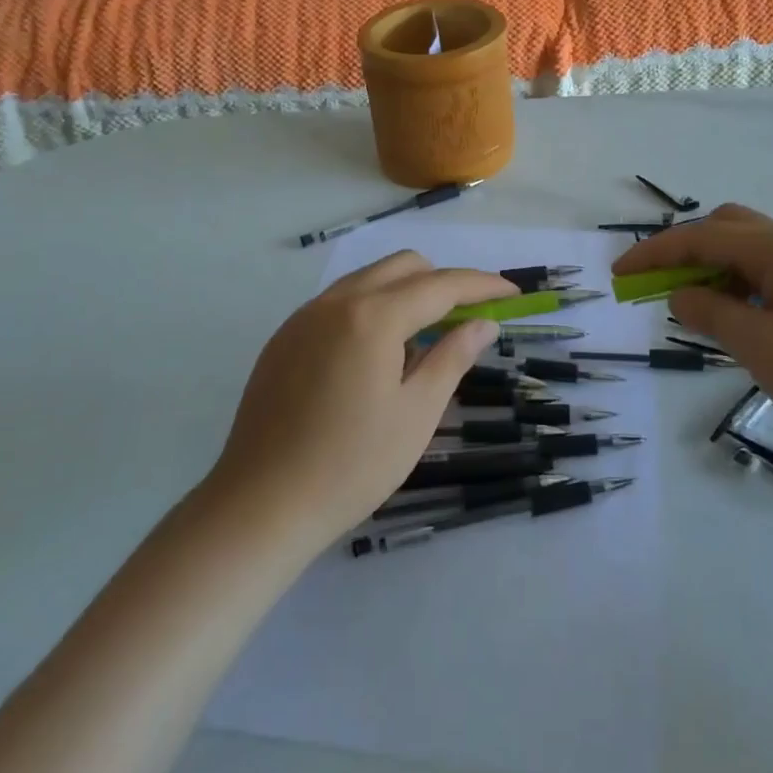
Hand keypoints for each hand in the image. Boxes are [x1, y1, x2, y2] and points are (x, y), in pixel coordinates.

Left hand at [205, 252, 514, 548]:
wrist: (260, 505)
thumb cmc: (351, 465)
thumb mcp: (416, 414)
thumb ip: (452, 357)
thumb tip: (484, 323)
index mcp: (373, 316)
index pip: (441, 285)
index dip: (482, 286)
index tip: (512, 294)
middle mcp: (337, 301)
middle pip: (403, 267)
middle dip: (442, 282)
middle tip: (467, 320)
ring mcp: (305, 316)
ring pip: (369, 279)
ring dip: (405, 293)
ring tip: (423, 339)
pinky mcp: (285, 337)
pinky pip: (339, 302)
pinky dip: (371, 309)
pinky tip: (376, 355)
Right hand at [615, 203, 772, 449]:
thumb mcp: (761, 346)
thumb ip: (711, 314)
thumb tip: (679, 295)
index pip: (700, 238)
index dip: (654, 253)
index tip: (619, 273)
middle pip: (725, 228)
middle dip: (685, 251)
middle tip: (660, 286)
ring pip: (748, 250)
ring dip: (713, 270)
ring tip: (696, 310)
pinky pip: (769, 273)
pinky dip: (740, 285)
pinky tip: (740, 320)